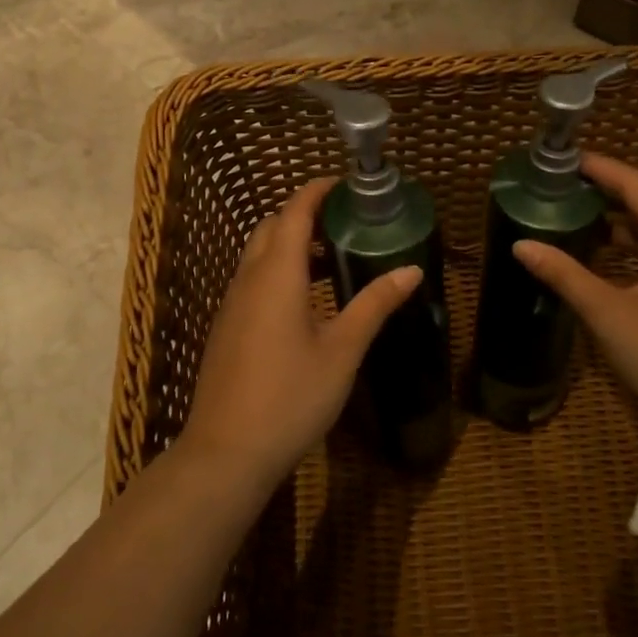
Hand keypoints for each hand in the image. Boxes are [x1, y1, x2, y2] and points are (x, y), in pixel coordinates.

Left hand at [180, 178, 422, 491]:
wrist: (226, 453)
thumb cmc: (291, 396)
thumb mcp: (342, 350)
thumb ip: (375, 304)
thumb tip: (411, 269)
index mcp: (277, 274)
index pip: (294, 212)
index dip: (317, 191)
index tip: (344, 183)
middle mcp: (248, 278)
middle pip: (272, 227)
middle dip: (304, 215)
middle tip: (344, 222)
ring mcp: (232, 303)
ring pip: (259, 254)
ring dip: (291, 245)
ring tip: (334, 259)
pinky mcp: (227, 327)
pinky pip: (253, 280)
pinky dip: (278, 271)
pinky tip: (305, 301)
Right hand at [513, 154, 637, 445]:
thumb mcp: (610, 315)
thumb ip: (565, 276)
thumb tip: (521, 245)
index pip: (637, 186)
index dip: (602, 168)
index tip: (566, 159)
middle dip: (606, 191)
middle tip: (563, 185)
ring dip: (620, 220)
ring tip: (578, 214)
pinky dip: (634, 246)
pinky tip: (608, 256)